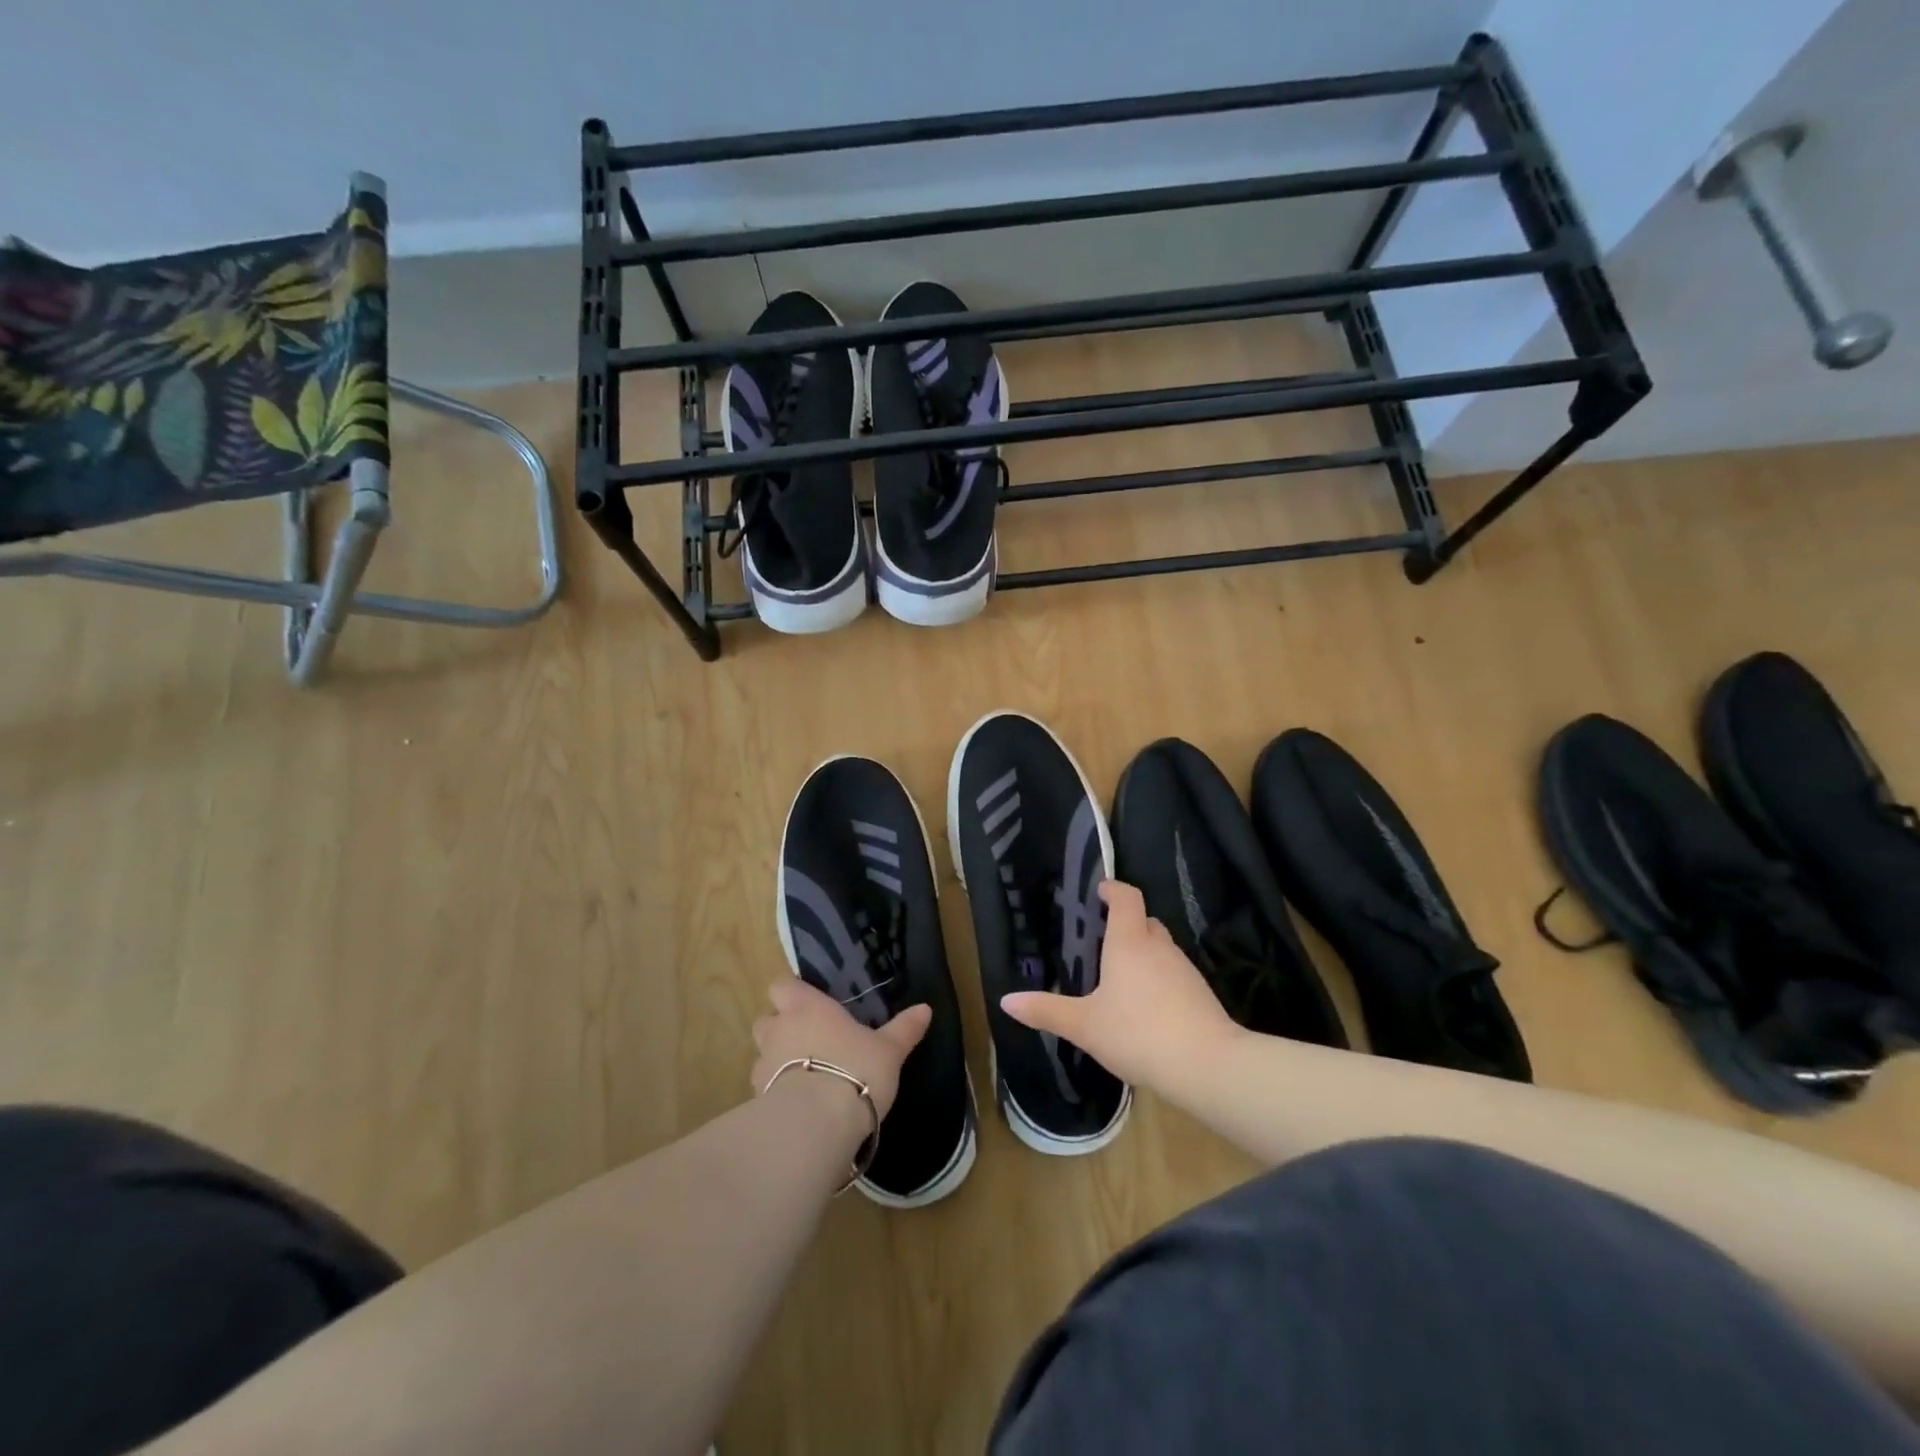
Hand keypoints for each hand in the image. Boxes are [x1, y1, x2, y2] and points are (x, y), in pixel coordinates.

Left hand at [751, 977, 931, 1121]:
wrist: (816, 1124)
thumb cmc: (855, 1070)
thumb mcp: (888, 1050)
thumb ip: (904, 1029)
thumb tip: (925, 1008)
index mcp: (807, 1007)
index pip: (782, 985)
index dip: (791, 992)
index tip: (807, 1001)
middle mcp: (780, 1029)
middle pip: (766, 1018)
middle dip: (779, 1026)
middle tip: (806, 1038)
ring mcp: (763, 1065)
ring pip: (761, 1053)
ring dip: (775, 1060)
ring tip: (802, 1075)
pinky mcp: (756, 1100)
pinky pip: (763, 1087)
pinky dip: (775, 1092)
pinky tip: (797, 1104)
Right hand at [1000, 879, 1240, 1092]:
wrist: (1207, 1066)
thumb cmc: (1138, 1034)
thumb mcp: (1084, 1025)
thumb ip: (1046, 1011)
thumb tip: (1006, 1001)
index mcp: (1129, 942)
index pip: (1126, 898)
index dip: (1113, 889)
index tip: (1099, 891)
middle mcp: (1158, 947)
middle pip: (1145, 921)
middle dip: (1126, 924)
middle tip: (1101, 940)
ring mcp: (1184, 969)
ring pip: (1161, 948)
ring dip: (1143, 953)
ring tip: (1120, 978)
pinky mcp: (1200, 993)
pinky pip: (1174, 973)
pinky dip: (1159, 978)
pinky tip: (1147, 1007)